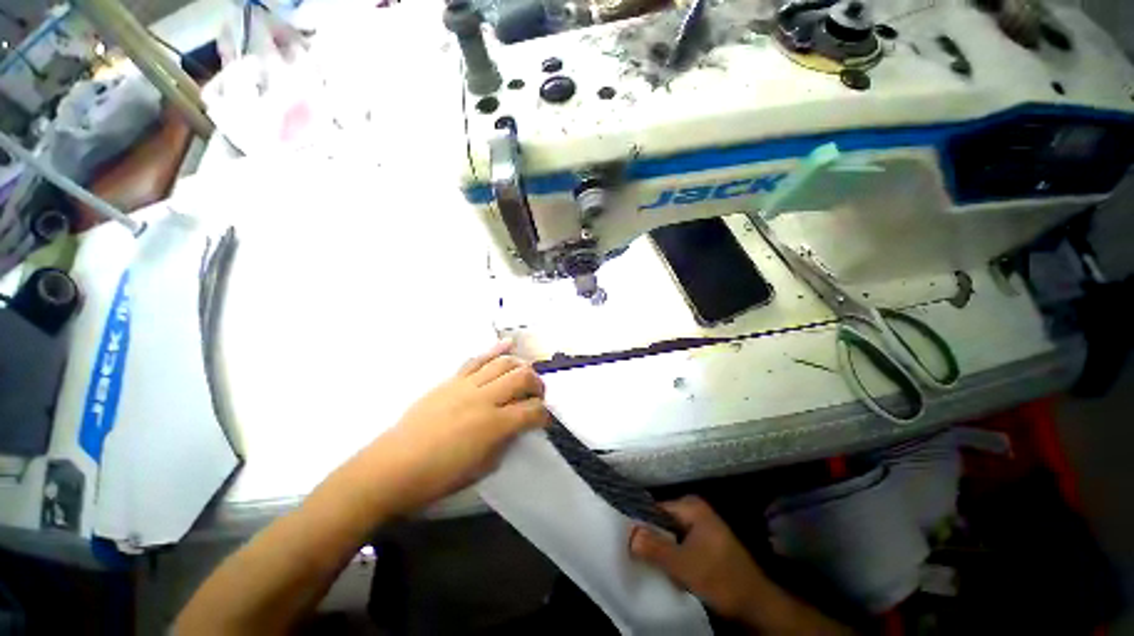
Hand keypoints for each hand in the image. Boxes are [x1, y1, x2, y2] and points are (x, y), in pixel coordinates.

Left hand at [365, 340, 549, 514]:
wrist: (393, 466)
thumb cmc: (439, 476)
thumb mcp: (483, 467)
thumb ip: (505, 441)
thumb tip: (517, 425)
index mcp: (494, 426)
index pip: (532, 411)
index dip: (544, 415)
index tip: (543, 420)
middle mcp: (485, 399)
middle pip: (522, 377)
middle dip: (537, 384)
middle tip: (537, 395)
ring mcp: (467, 385)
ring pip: (503, 363)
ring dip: (521, 366)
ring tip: (525, 374)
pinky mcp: (451, 380)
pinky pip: (476, 359)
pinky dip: (495, 349)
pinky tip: (508, 344)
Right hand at [630, 496, 770, 621]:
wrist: (756, 604)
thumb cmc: (721, 579)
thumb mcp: (685, 565)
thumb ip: (655, 548)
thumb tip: (629, 533)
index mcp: (692, 506)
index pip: (656, 508)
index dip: (640, 524)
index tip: (626, 540)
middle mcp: (695, 510)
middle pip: (662, 521)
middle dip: (650, 538)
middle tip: (635, 554)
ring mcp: (701, 527)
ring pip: (670, 535)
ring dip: (660, 549)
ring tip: (647, 563)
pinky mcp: (705, 543)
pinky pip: (679, 544)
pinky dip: (671, 555)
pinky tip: (665, 568)